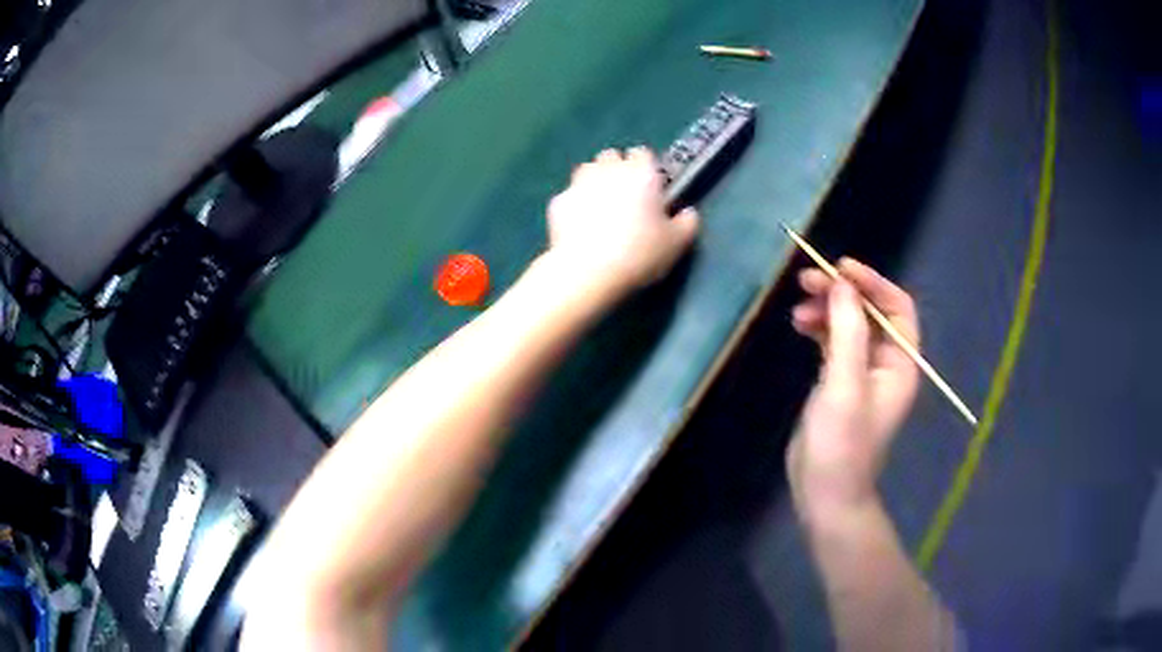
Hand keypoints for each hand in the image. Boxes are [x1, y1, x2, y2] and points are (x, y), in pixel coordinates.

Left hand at [544, 147, 698, 297]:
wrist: (587, 272)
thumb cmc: (639, 253)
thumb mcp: (677, 243)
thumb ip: (688, 222)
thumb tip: (687, 212)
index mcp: (641, 173)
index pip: (643, 153)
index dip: (647, 168)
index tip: (651, 189)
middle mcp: (608, 169)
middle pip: (611, 156)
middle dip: (617, 170)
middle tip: (625, 198)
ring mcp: (578, 183)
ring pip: (587, 170)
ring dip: (594, 182)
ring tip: (600, 208)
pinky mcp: (557, 202)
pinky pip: (569, 196)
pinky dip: (575, 206)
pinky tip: (579, 227)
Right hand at [786, 259, 920, 518]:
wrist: (826, 495)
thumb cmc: (841, 444)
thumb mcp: (844, 385)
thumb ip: (847, 331)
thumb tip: (842, 284)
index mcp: (900, 363)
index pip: (897, 307)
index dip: (872, 282)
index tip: (839, 268)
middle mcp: (886, 363)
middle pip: (871, 312)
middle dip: (843, 293)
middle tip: (807, 281)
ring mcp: (863, 374)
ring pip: (850, 325)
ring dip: (827, 310)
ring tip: (797, 309)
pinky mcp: (841, 384)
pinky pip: (835, 343)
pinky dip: (820, 329)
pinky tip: (800, 326)